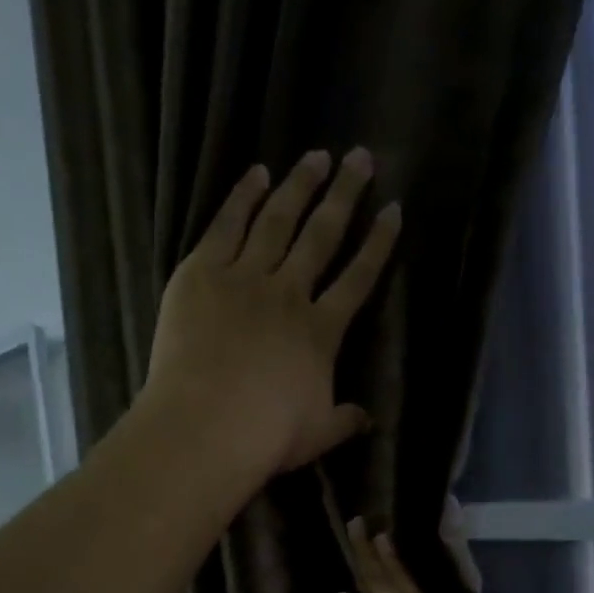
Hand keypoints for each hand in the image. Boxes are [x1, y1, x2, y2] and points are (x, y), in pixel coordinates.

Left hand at [143, 149, 401, 477]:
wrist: (207, 427)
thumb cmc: (267, 436)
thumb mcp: (318, 434)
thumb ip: (345, 420)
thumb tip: (368, 420)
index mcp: (321, 331)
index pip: (358, 279)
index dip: (378, 244)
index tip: (392, 211)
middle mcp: (289, 293)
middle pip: (322, 235)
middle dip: (344, 195)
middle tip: (360, 158)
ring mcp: (244, 278)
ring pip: (277, 221)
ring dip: (299, 186)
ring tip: (316, 156)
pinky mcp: (201, 274)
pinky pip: (226, 226)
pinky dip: (242, 197)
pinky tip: (256, 173)